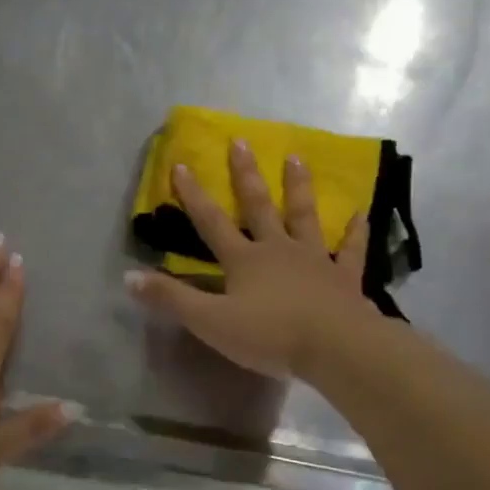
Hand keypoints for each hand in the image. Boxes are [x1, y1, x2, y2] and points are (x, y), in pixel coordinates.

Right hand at [126, 140, 378, 378]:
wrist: (333, 348)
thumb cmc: (269, 335)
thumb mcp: (210, 322)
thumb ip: (171, 299)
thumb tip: (128, 278)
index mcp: (244, 260)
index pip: (211, 222)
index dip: (194, 196)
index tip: (182, 164)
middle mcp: (277, 250)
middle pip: (259, 207)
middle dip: (246, 175)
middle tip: (241, 141)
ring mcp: (314, 260)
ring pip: (304, 216)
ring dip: (298, 187)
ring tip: (296, 158)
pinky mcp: (344, 278)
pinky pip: (350, 250)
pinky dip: (355, 232)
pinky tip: (362, 213)